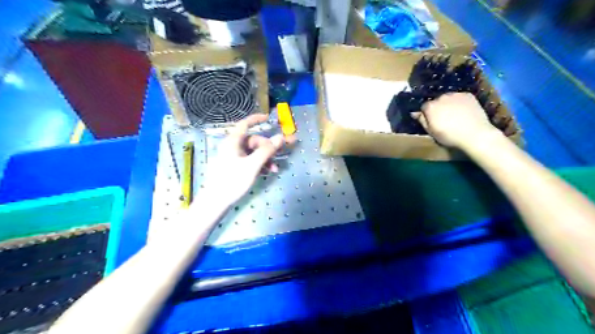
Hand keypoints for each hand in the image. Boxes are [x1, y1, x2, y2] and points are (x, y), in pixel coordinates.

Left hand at [200, 116, 294, 206]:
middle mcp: (232, 147)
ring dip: (265, 158)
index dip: (256, 119)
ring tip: (274, 169)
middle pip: (253, 141)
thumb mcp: (253, 165)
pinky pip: (249, 161)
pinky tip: (266, 172)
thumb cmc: (232, 181)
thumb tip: (280, 137)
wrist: (215, 202)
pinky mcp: (234, 167)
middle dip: (267, 148)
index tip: (269, 118)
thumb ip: (267, 151)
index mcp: (233, 142)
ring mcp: (232, 158)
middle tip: (278, 157)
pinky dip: (259, 164)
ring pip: (252, 152)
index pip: (245, 124)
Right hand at [415, 92, 499, 148]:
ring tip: (455, 115)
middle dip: (438, 108)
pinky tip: (464, 111)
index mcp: (430, 107)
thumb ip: (422, 121)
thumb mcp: (431, 132)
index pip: (424, 107)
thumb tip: (414, 113)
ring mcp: (455, 95)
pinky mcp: (468, 95)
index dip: (427, 114)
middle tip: (444, 119)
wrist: (475, 134)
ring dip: (448, 104)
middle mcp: (441, 97)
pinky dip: (460, 102)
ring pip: (448, 98)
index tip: (432, 121)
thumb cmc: (449, 136)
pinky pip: (460, 97)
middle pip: (436, 101)